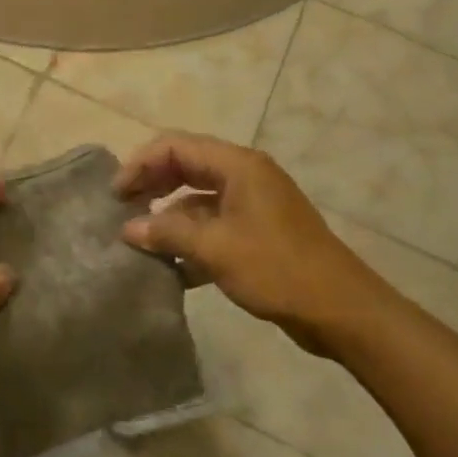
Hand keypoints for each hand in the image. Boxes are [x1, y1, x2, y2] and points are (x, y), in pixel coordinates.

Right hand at [114, 133, 393, 356]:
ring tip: (140, 241)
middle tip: (121, 211)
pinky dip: (190, 238)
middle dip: (151, 186)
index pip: (175, 146)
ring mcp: (252, 204)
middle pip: (185, 167)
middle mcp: (244, 176)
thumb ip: (167, 232)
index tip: (116, 194)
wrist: (342, 311)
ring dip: (168, 217)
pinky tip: (170, 266)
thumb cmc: (277, 269)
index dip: (140, 164)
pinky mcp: (257, 233)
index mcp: (237, 165)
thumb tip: (128, 229)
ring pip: (197, 198)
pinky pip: (213, 224)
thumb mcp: (215, 248)